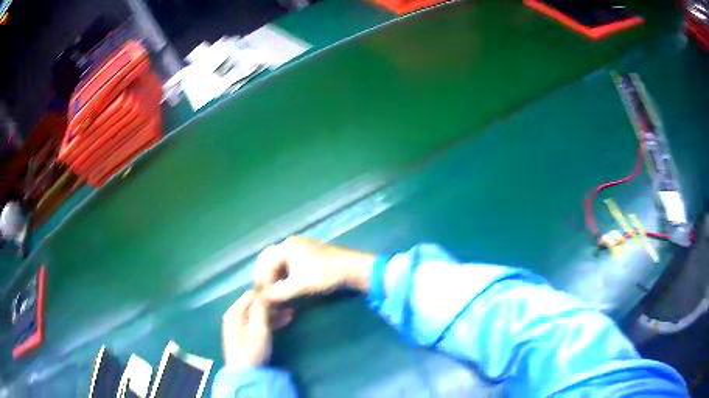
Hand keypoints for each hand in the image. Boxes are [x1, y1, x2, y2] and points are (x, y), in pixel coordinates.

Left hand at [221, 290, 292, 366]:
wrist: (245, 374)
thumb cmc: (252, 350)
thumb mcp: (259, 328)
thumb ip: (261, 308)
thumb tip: (265, 291)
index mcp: (234, 312)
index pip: (251, 294)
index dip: (266, 292)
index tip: (281, 293)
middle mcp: (234, 316)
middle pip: (253, 303)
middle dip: (271, 303)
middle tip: (288, 303)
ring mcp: (238, 326)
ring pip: (256, 314)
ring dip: (273, 313)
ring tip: (291, 312)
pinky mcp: (243, 335)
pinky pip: (256, 323)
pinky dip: (269, 321)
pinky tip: (284, 321)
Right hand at [253, 236, 374, 302]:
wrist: (353, 269)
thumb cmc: (324, 275)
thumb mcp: (299, 286)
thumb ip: (278, 293)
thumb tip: (263, 300)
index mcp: (285, 247)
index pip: (265, 264)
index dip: (262, 281)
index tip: (263, 296)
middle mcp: (290, 243)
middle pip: (269, 259)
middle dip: (264, 275)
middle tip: (263, 292)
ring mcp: (301, 246)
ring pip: (279, 260)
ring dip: (274, 275)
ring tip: (274, 290)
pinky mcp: (309, 253)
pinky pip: (289, 262)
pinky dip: (284, 273)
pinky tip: (286, 284)